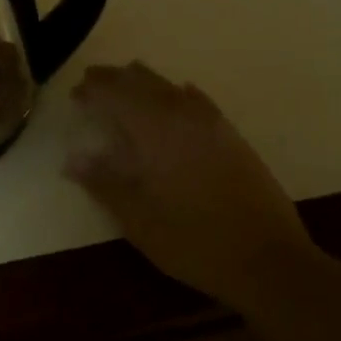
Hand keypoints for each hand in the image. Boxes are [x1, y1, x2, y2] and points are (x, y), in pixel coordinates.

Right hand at [64, 61, 306, 305]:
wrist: (269, 261)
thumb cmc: (194, 242)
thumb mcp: (138, 220)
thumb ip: (104, 183)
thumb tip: (71, 159)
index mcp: (156, 132)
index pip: (117, 94)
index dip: (94, 89)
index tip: (75, 94)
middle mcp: (183, 117)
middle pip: (143, 82)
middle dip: (115, 79)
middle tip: (92, 84)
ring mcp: (212, 125)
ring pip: (171, 87)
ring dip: (143, 82)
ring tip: (124, 85)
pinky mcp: (232, 137)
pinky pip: (198, 101)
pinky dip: (178, 93)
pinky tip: (178, 96)